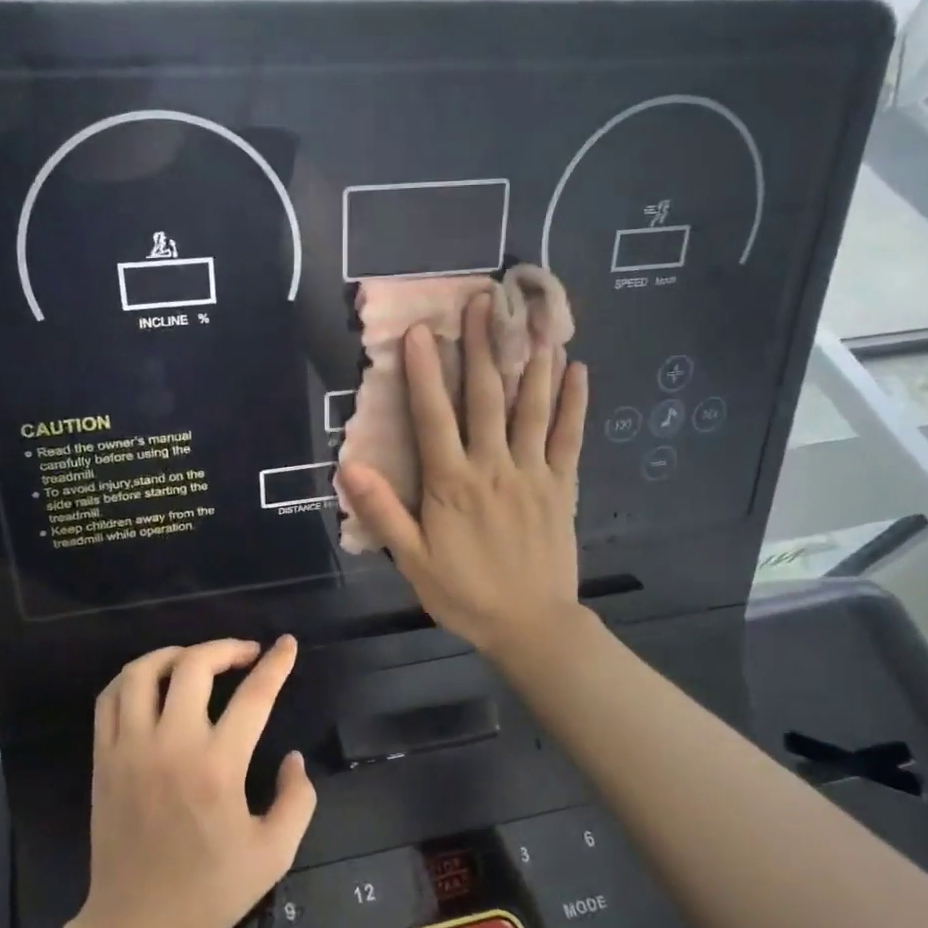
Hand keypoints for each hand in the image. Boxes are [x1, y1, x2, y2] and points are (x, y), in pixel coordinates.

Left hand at [80, 637, 316, 927]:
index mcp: (217, 768)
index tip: (287, 644)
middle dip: (226, 648)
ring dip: (175, 654)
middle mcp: (171, 746)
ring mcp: (130, 749)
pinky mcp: (103, 759)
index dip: (275, 664)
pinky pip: (110, 699)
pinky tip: (154, 684)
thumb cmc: (209, 893)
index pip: (253, 696)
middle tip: (245, 654)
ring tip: (196, 660)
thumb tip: (293, 757)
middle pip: (194, 666)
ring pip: (143, 672)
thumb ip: (297, 799)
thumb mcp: (274, 854)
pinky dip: (133, 678)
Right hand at [337, 291, 588, 657]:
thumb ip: (383, 511)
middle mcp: (493, 467)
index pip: (434, 417)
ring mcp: (533, 473)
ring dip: (531, 361)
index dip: (424, 373)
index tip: (420, 331)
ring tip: (533, 318)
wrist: (530, 625)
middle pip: (486, 398)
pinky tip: (578, 368)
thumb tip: (349, 466)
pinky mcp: (561, 486)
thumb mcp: (412, 560)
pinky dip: (574, 402)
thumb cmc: (464, 593)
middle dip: (481, 348)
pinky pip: (570, 437)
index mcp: (452, 483)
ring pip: (532, 408)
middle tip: (481, 302)